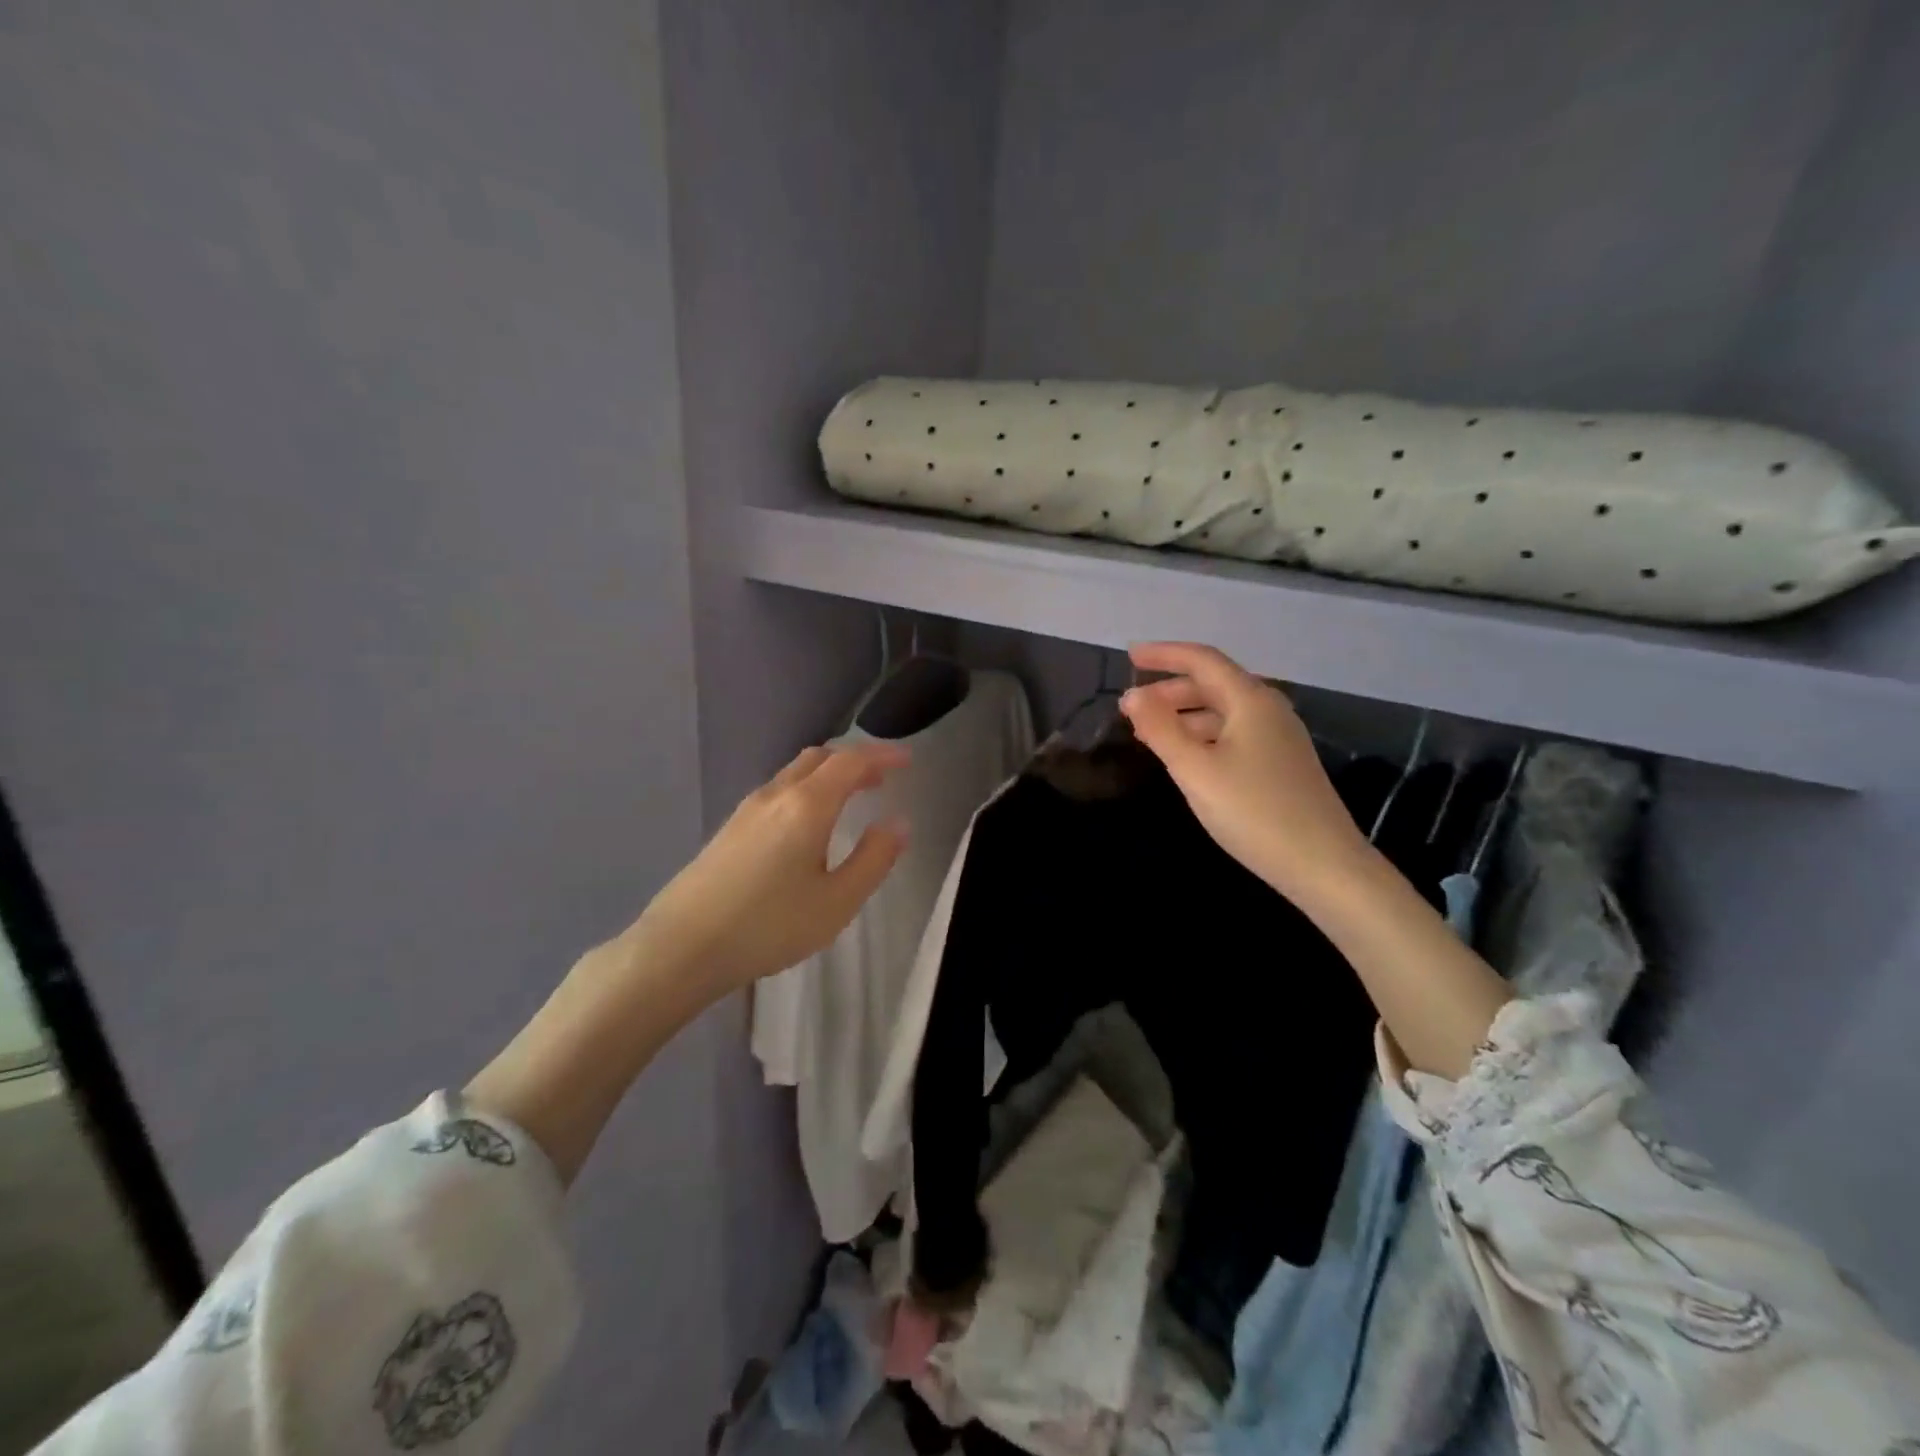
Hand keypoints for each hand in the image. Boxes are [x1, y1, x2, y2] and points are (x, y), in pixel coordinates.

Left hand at [623, 742, 909, 997]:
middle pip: (820, 758)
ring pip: (795, 773)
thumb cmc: (769, 926)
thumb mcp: (837, 902)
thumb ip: (873, 859)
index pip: (851, 761)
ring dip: (829, 775)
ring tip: (852, 797)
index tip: (908, 759)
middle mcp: (776, 795)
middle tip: (883, 778)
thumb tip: (898, 824)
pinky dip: (807, 790)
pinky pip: (779, 791)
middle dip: (855, 760)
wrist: (681, 947)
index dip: (882, 755)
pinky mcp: (730, 828)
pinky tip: (809, 824)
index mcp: (807, 805)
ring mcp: (747, 810)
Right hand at [1120, 642, 1369, 899]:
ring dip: (1183, 715)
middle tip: (1130, 707)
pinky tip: (1186, 758)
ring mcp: (1279, 738)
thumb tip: (1133, 694)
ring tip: (1148, 734)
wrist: (1323, 865)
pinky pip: (1233, 734)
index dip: (1164, 655)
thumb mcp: (1196, 769)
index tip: (1129, 656)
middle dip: (1169, 690)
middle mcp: (1268, 710)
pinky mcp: (1281, 764)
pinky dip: (1202, 736)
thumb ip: (1161, 729)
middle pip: (1213, 684)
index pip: (1202, 660)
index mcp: (1251, 701)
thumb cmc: (1254, 812)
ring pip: (1222, 712)